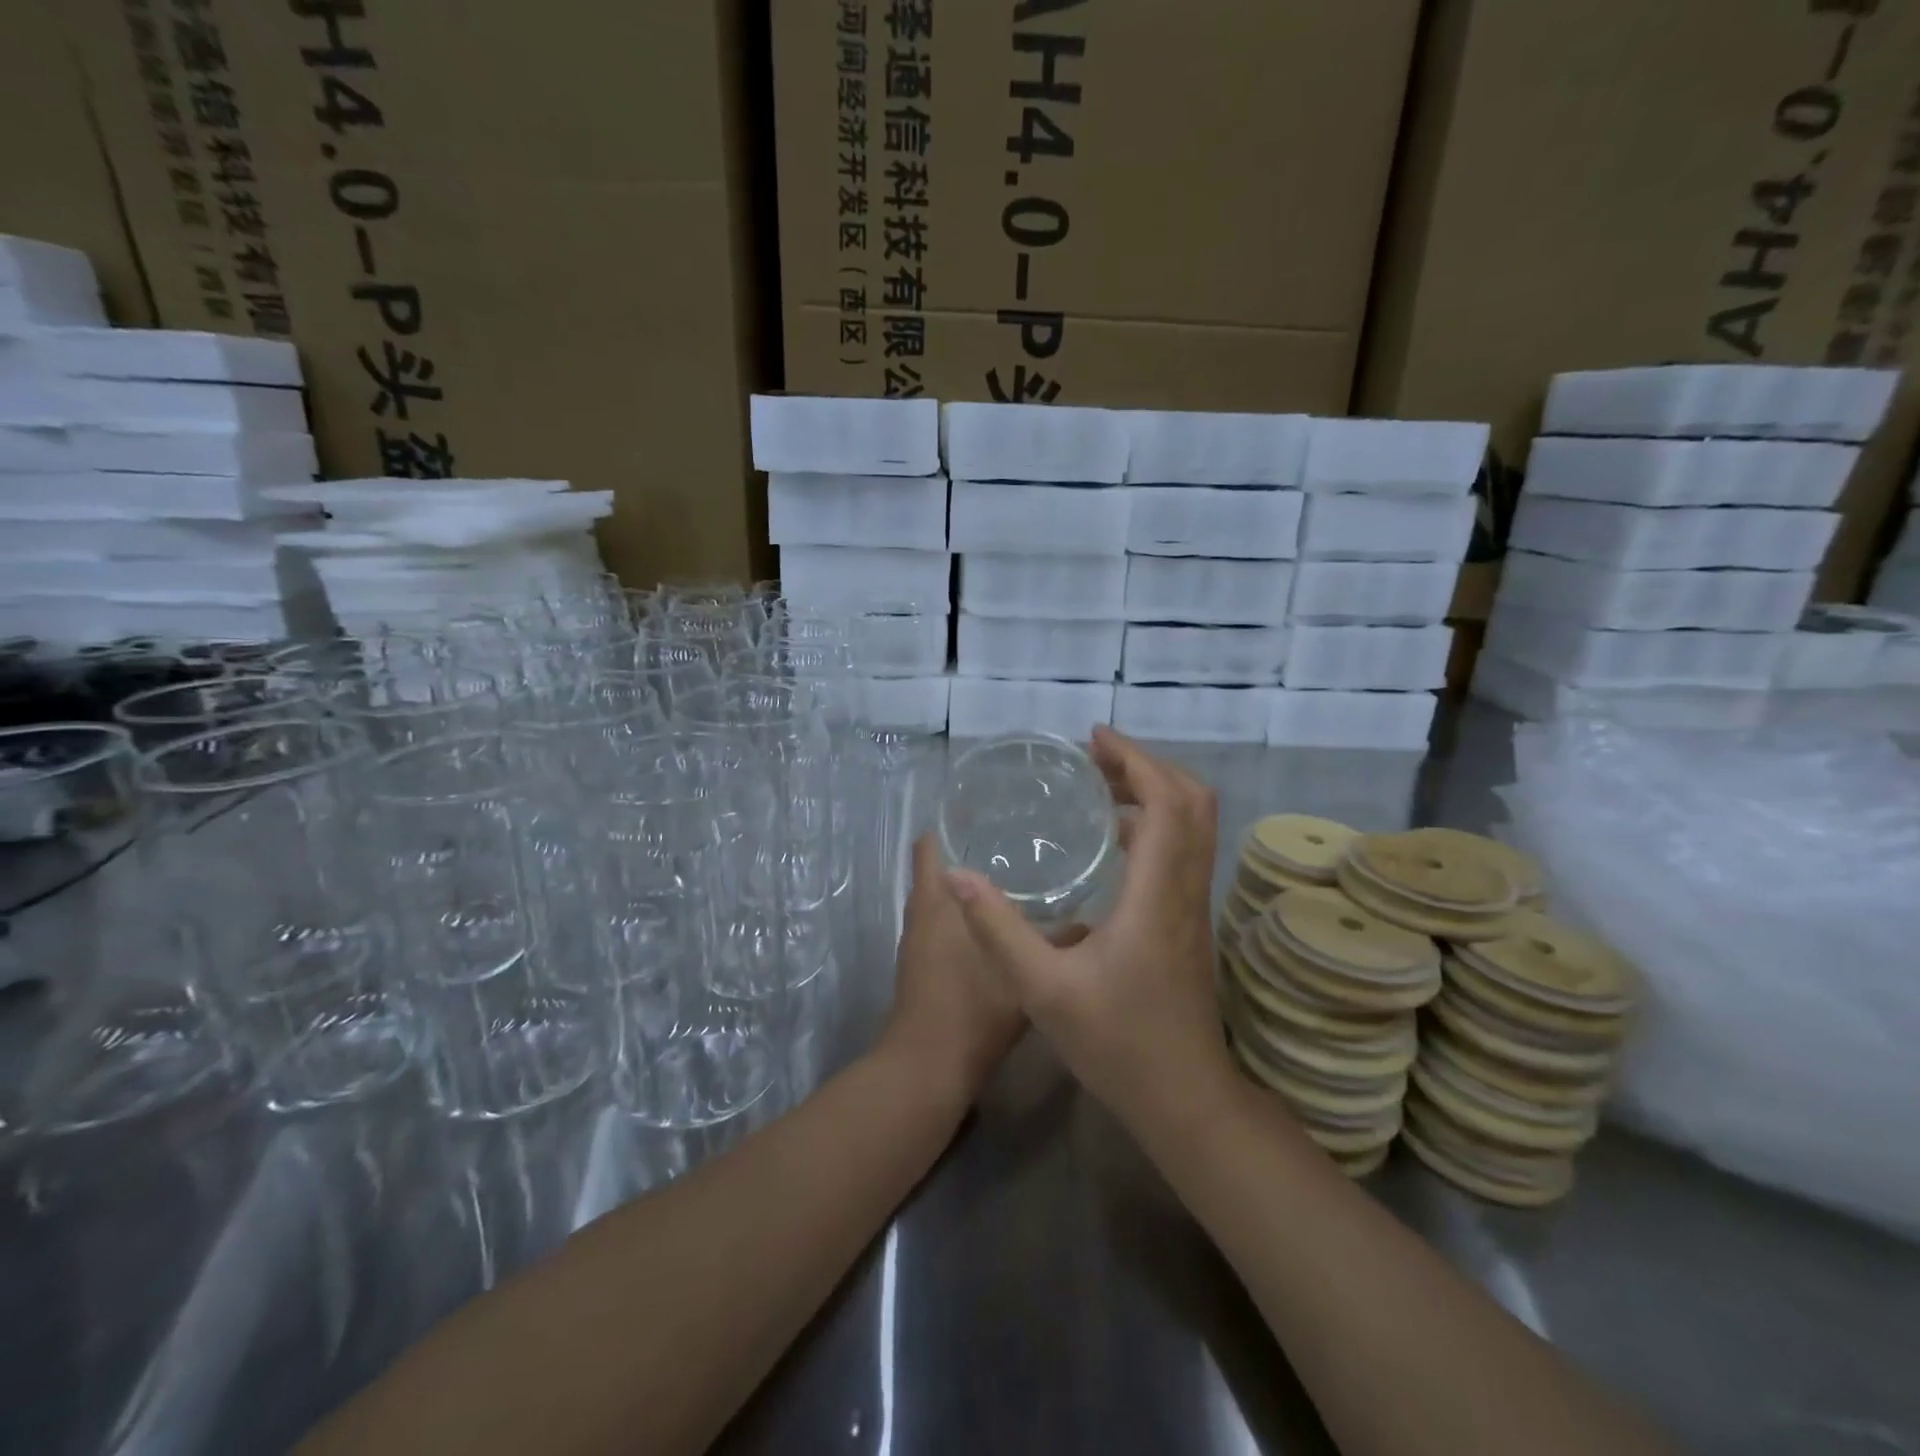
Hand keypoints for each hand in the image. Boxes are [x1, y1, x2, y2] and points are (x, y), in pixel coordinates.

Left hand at [881, 833, 1033, 1104]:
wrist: (930, 1068)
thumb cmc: (973, 1009)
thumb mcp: (1026, 971)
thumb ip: (1060, 942)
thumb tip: (1092, 921)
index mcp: (937, 901)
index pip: (928, 843)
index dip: (949, 821)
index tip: (984, 806)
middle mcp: (921, 913)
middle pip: (935, 866)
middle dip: (967, 848)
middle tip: (1014, 834)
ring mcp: (917, 941)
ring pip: (941, 897)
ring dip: (967, 883)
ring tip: (1014, 869)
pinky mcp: (921, 966)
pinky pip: (942, 924)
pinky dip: (964, 913)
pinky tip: (1001, 919)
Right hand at [942, 726, 1232, 1132]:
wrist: (1185, 1098)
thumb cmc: (1117, 1045)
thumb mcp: (1042, 990)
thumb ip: (997, 929)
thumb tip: (956, 874)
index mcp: (1157, 895)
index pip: (1168, 803)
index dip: (1135, 760)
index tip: (1094, 740)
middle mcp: (1186, 890)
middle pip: (1192, 802)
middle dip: (1147, 767)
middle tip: (1095, 758)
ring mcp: (1195, 907)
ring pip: (1194, 826)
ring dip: (1155, 792)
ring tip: (1101, 785)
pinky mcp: (1190, 922)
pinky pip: (1184, 850)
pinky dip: (1157, 823)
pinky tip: (1114, 839)